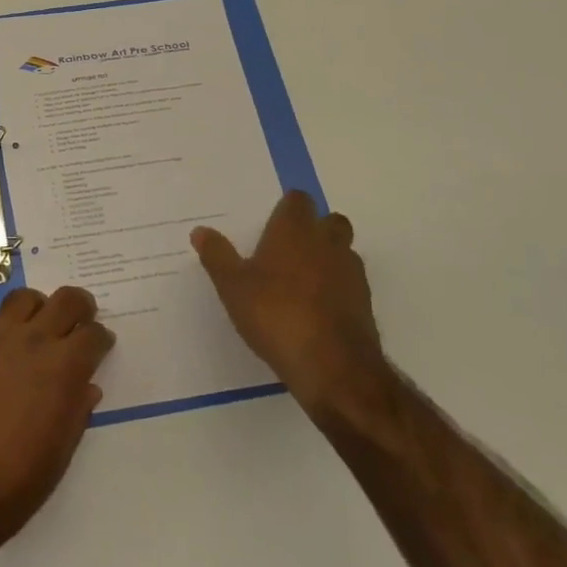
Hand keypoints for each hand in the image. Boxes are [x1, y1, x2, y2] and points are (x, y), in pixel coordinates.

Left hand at [0, 287, 114, 555]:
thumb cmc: (16, 483)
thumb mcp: (60, 454)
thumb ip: (76, 411)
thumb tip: (86, 386)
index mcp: (63, 368)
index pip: (93, 334)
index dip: (101, 339)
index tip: (100, 346)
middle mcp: (33, 341)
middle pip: (66, 300)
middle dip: (80, 307)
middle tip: (79, 322)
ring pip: (26, 298)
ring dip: (40, 308)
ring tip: (39, 328)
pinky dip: (7, 325)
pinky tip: (5, 349)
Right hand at [192, 192, 388, 415]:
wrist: (333, 366)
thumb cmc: (276, 314)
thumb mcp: (233, 286)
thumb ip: (217, 256)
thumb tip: (200, 230)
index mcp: (294, 230)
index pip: (298, 200)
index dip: (288, 208)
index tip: (273, 222)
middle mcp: (327, 243)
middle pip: (330, 221)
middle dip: (316, 229)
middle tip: (290, 250)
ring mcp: (351, 273)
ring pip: (344, 252)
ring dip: (329, 258)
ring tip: (303, 282)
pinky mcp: (365, 304)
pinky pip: (351, 284)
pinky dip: (338, 289)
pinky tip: (318, 310)